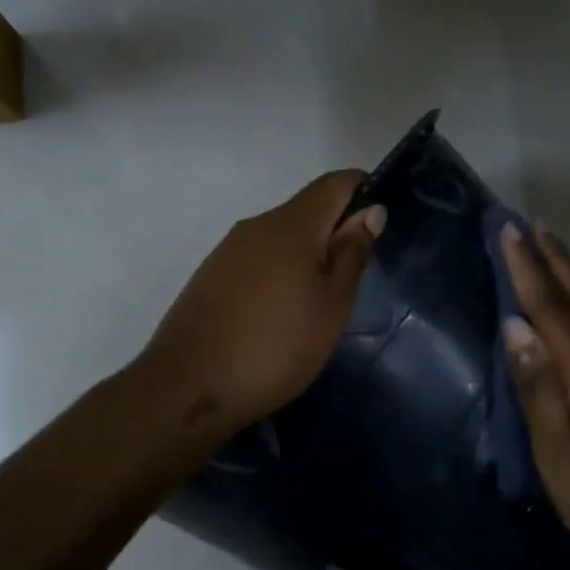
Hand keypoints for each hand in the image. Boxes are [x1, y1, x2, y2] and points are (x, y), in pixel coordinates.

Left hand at [141, 170, 385, 438]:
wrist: (188, 387)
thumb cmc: (275, 347)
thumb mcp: (331, 306)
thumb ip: (351, 254)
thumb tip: (371, 210)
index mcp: (291, 224)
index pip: (335, 183)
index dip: (364, 192)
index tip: (381, 227)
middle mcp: (256, 225)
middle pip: (307, 209)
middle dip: (337, 231)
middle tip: (357, 278)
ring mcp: (228, 250)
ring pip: (281, 238)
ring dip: (308, 256)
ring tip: (321, 302)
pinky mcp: (211, 276)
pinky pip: (258, 260)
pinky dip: (281, 273)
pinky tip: (283, 313)